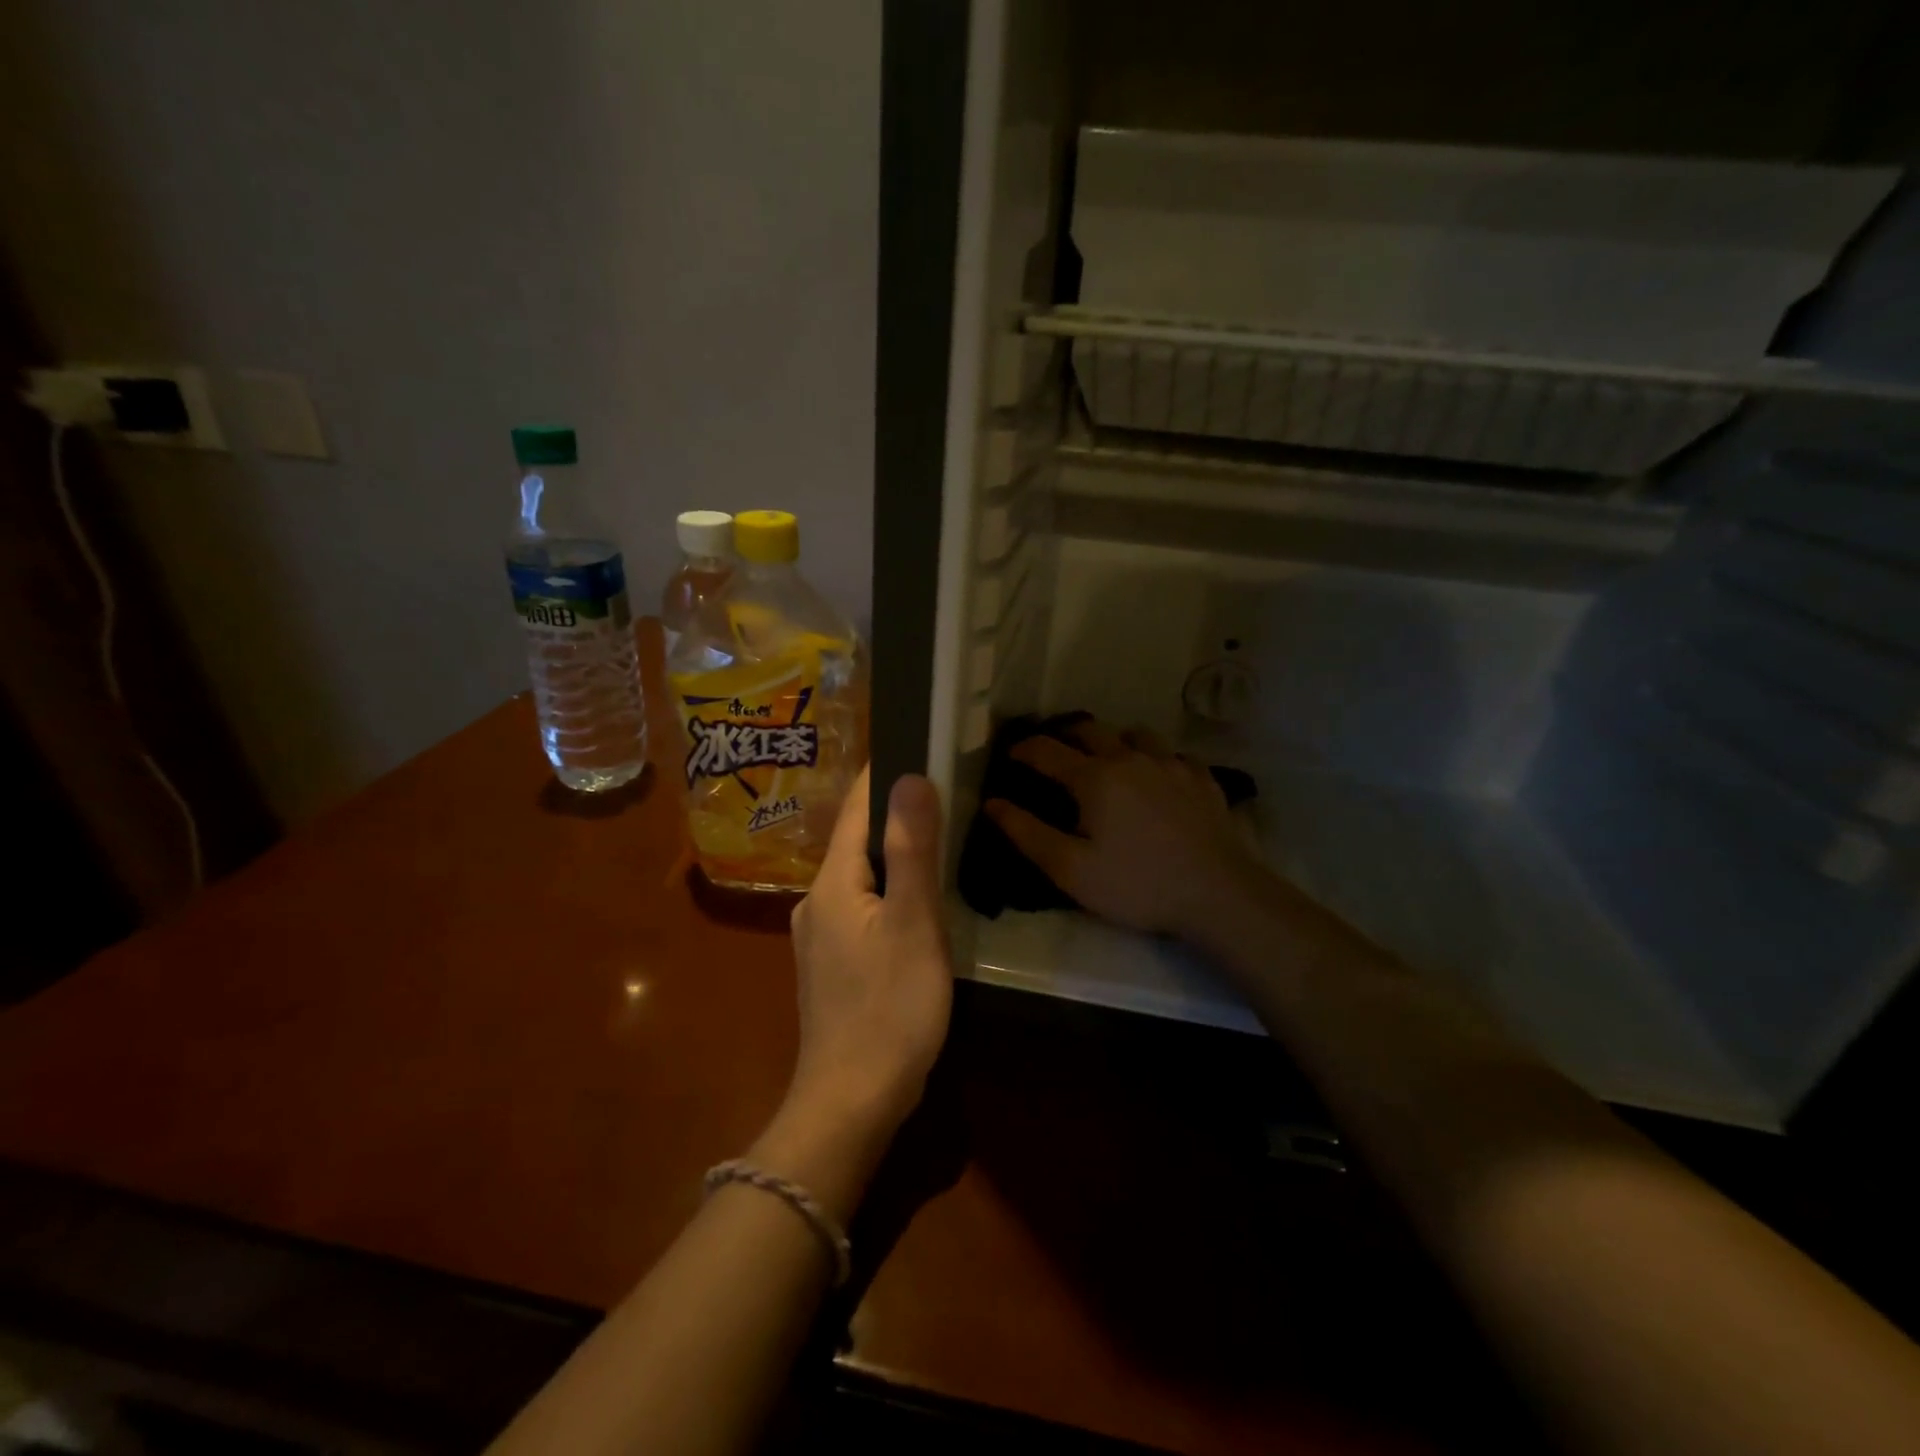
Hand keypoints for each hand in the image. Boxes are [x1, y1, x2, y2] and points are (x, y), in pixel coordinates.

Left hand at [784, 768, 953, 1146]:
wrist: (850, 1105)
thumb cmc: (889, 1010)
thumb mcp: (913, 924)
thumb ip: (911, 850)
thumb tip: (910, 776)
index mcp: (833, 883)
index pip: (857, 808)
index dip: (887, 775)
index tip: (923, 745)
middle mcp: (817, 901)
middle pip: (857, 841)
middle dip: (895, 814)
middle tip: (947, 792)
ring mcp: (819, 938)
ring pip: (860, 877)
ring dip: (893, 856)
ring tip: (938, 841)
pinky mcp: (831, 967)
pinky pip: (862, 909)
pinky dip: (889, 893)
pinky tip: (916, 904)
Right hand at [985, 720, 1263, 940]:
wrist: (1218, 894)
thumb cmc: (1136, 884)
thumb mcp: (1071, 869)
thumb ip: (1027, 833)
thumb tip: (992, 803)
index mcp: (1094, 778)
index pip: (1047, 751)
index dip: (1023, 750)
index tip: (1010, 755)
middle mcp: (1130, 758)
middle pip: (1090, 730)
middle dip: (1064, 735)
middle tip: (1053, 752)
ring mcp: (1171, 764)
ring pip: (1135, 734)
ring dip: (1113, 740)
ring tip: (1107, 759)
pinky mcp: (1202, 778)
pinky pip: (1171, 754)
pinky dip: (1154, 758)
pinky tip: (1157, 778)